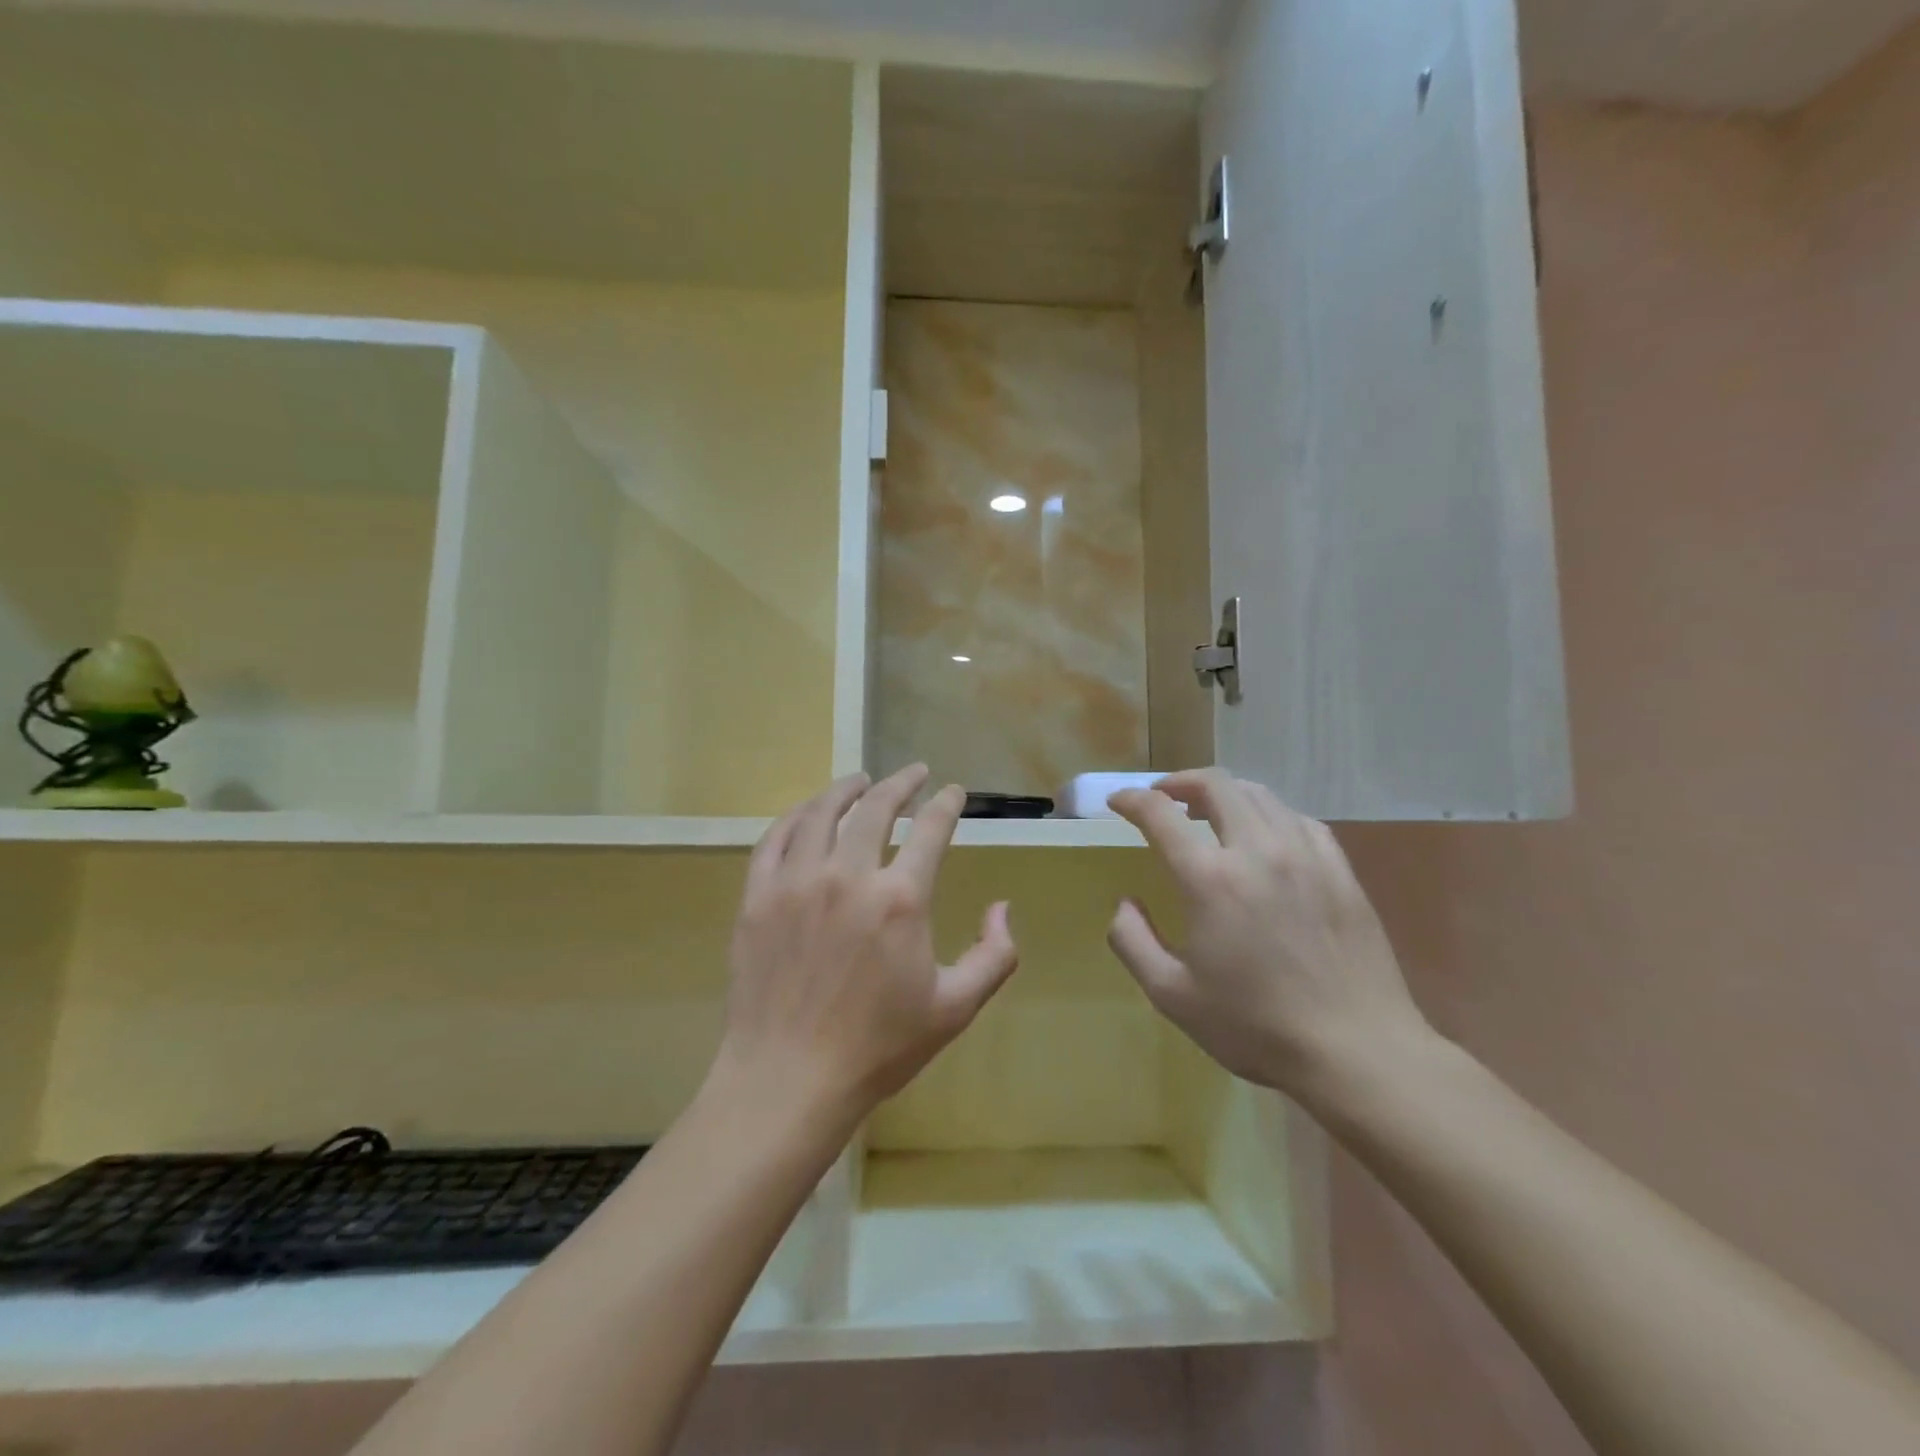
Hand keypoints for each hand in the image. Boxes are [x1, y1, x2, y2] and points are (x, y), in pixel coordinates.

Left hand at [714, 766, 1020, 1133]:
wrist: (788, 1080)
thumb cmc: (878, 1047)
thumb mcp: (955, 1008)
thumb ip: (994, 955)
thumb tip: (1002, 907)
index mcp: (900, 899)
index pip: (931, 829)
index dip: (947, 804)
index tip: (954, 792)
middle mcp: (847, 876)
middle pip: (876, 807)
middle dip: (901, 783)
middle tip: (914, 773)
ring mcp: (796, 883)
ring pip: (821, 813)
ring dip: (846, 789)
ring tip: (860, 779)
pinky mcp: (757, 898)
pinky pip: (774, 839)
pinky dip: (795, 817)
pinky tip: (807, 812)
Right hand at [1107, 769, 1430, 1103]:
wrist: (1356, 1051)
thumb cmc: (1255, 1026)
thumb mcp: (1171, 995)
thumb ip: (1133, 941)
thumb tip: (1126, 902)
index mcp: (1210, 879)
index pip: (1160, 813)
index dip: (1131, 799)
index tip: (1117, 802)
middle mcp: (1257, 850)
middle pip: (1215, 785)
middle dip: (1179, 782)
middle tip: (1161, 797)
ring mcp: (1305, 855)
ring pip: (1259, 795)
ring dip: (1224, 793)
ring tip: (1208, 811)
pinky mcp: (1340, 870)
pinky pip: (1298, 819)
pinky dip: (1268, 814)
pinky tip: (1264, 836)